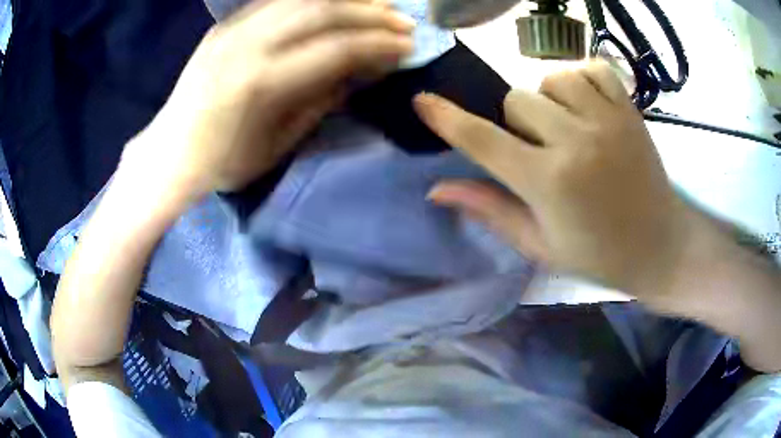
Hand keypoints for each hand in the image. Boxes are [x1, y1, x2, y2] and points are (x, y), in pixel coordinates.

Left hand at [122, 0, 413, 195]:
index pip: (336, 49)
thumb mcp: (278, 144)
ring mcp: (233, 29)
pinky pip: (276, 0)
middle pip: (323, 12)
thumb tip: (358, 71)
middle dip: (371, 14)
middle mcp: (248, 44)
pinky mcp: (225, 26)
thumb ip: (321, 101)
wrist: (169, 153)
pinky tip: (334, 3)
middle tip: (402, 21)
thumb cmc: (223, 162)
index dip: (378, 45)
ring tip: (376, 4)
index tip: (408, 47)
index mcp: (262, 82)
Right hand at [415, 62, 690, 296]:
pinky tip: (589, 106)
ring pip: (550, 78)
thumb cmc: (599, 255)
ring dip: (548, 99)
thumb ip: (491, 210)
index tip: (423, 101)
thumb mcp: (540, 245)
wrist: (660, 245)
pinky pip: (590, 68)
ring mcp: (607, 119)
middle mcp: (575, 142)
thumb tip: (437, 190)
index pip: (483, 141)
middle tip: (540, 149)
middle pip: (516, 99)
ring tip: (568, 126)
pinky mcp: (630, 108)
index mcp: (549, 183)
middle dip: (517, 122)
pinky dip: (581, 80)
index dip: (447, 119)